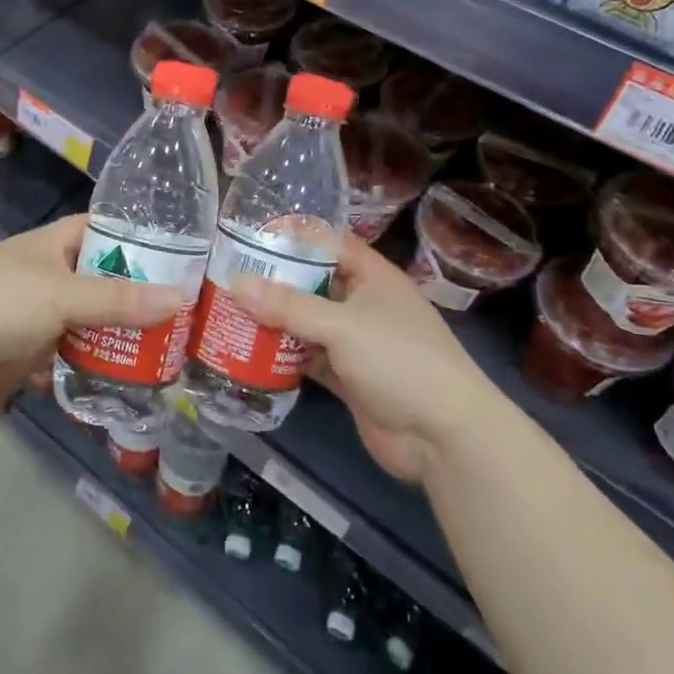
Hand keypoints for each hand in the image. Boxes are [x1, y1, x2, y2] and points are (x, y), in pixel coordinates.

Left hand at [0, 214, 184, 410]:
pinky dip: (102, 367)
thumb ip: (118, 300)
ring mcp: (49, 316)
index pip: (110, 232)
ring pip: (98, 323)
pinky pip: (80, 357)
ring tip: (175, 351)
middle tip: (191, 314)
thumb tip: (180, 300)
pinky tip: (138, 379)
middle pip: (110, 282)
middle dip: (143, 298)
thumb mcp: (62, 295)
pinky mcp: (40, 352)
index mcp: (59, 245)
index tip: (187, 257)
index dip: (145, 241)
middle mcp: (58, 276)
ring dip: (125, 338)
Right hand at [227, 234, 491, 481]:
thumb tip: (236, 284)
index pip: (331, 244)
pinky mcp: (350, 379)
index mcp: (374, 278)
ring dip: (277, 321)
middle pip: (315, 285)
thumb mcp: (342, 326)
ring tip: (230, 311)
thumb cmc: (399, 361)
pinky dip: (285, 357)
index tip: (252, 236)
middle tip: (229, 276)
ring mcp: (358, 344)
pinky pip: (310, 359)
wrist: (444, 437)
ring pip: (309, 324)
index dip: (296, 239)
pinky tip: (249, 353)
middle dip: (277, 283)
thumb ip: (288, 306)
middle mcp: (365, 305)